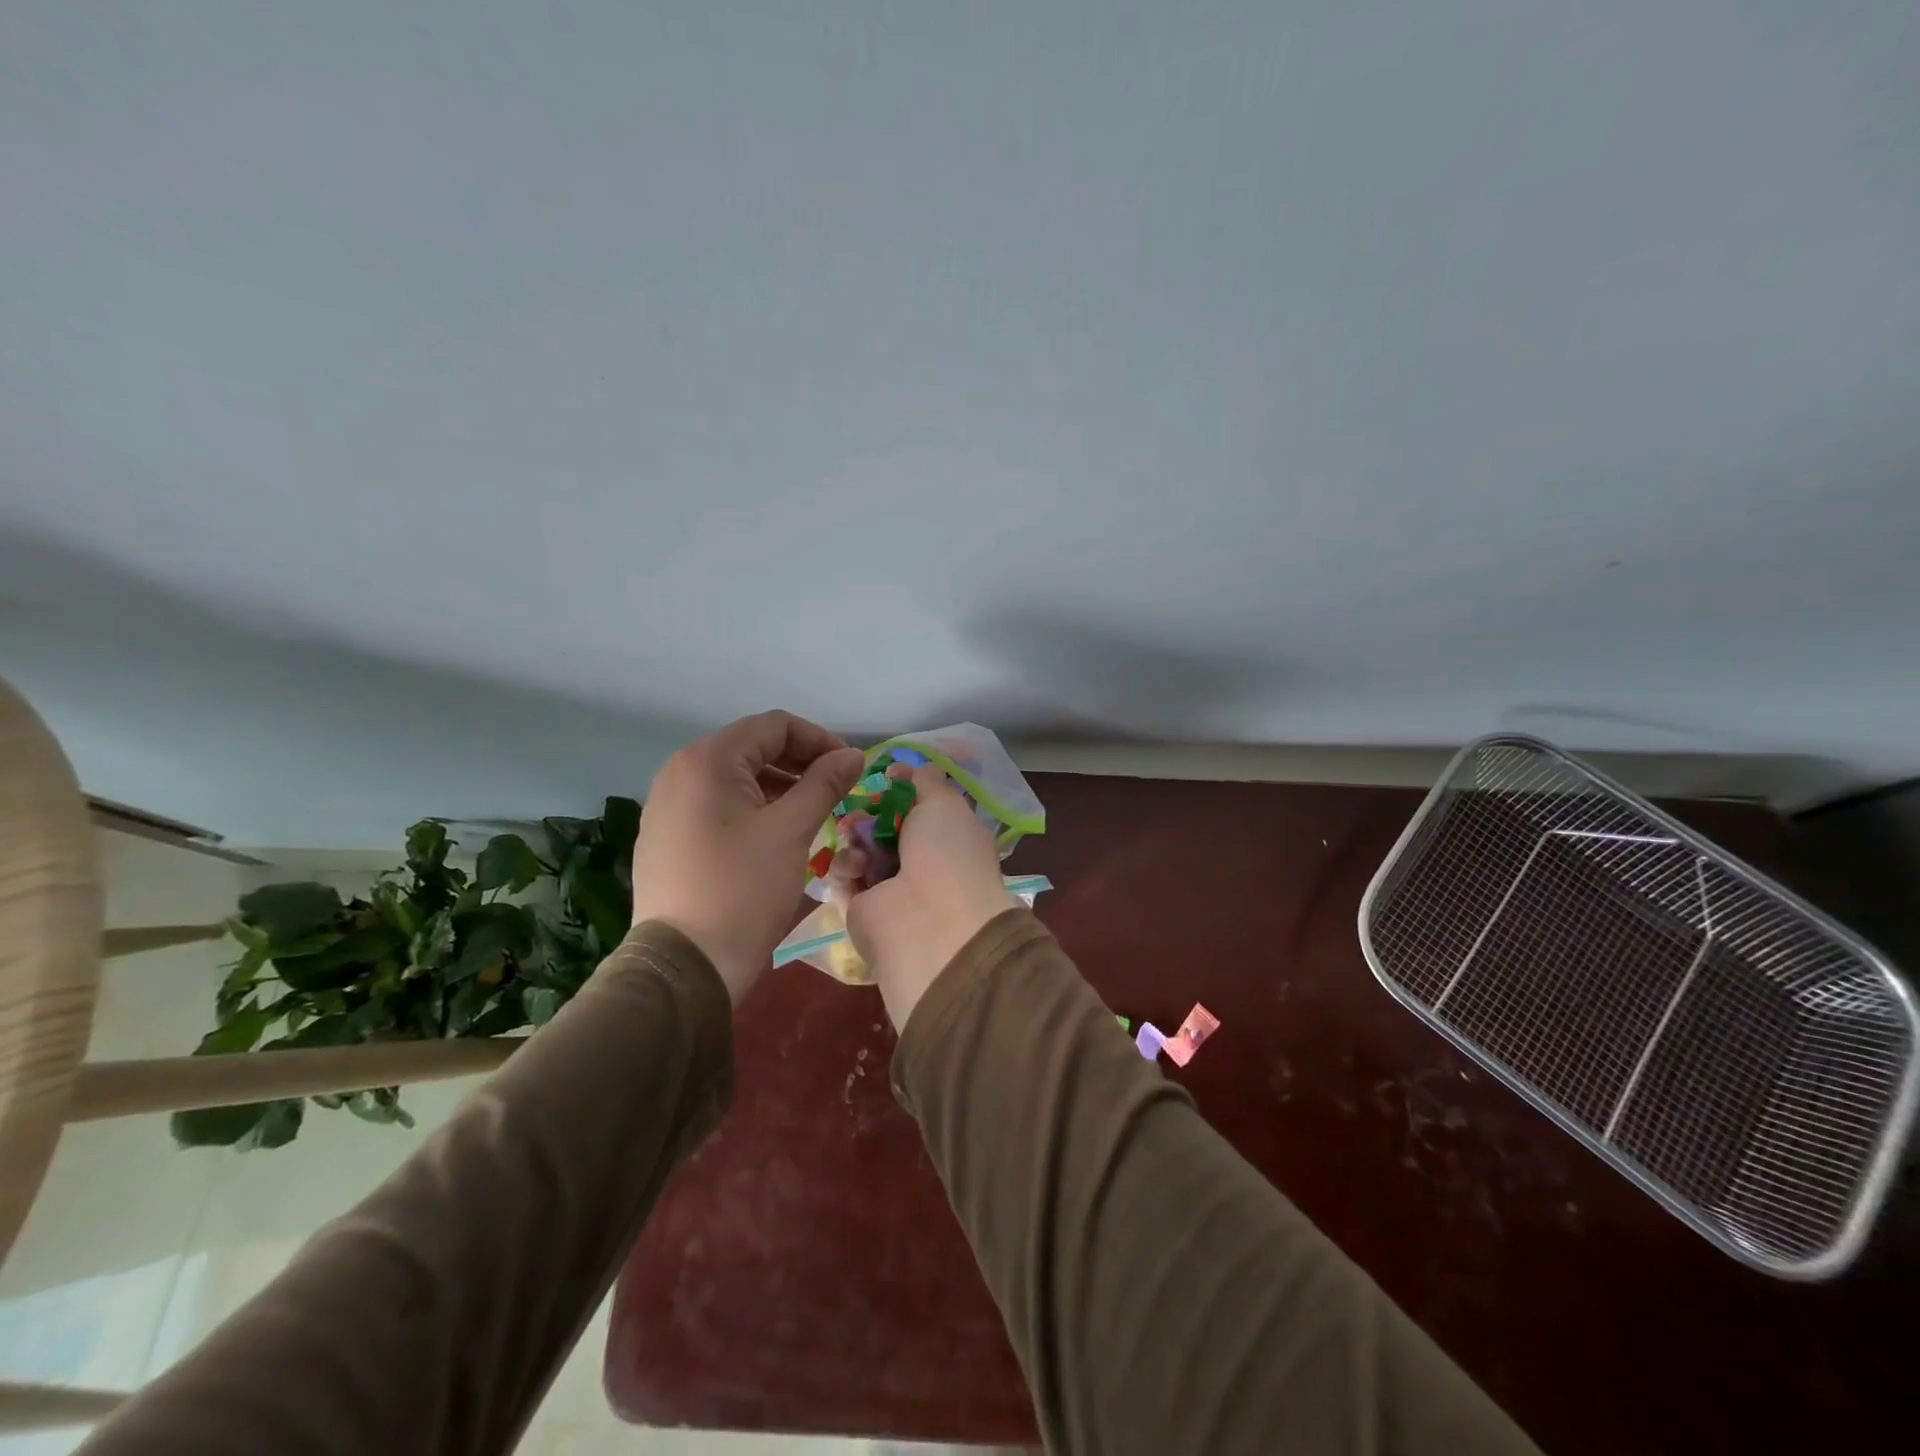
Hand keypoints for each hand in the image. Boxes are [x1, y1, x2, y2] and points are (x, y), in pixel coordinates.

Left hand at [629, 711, 863, 1002]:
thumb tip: (854, 755)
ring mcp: (667, 806)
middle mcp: (679, 772)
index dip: (819, 740)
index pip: (774, 726)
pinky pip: (717, 806)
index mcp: (707, 760)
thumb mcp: (792, 830)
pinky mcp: (666, 837)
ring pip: (736, 780)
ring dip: (780, 787)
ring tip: (813, 813)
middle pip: (752, 749)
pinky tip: (776, 835)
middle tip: (836, 790)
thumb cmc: (743, 888)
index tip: (850, 768)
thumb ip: (824, 783)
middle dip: (800, 763)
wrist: (686, 965)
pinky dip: (753, 809)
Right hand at [836, 766, 1015, 1029]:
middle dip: (868, 812)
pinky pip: (844, 878)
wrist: (930, 922)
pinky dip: (845, 867)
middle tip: (860, 807)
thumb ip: (924, 780)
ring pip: (860, 850)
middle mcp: (923, 865)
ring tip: (854, 835)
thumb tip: (904, 769)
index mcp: (949, 839)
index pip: (919, 809)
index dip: (900, 791)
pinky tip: (855, 867)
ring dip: (854, 837)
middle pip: (883, 827)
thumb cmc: (946, 853)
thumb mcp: (944, 802)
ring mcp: (891, 890)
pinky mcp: (861, 911)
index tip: (883, 777)